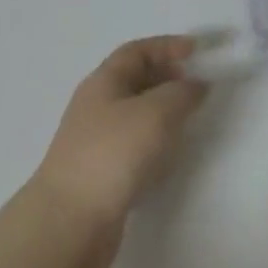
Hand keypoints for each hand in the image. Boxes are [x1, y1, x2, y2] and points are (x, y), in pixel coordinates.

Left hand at [31, 36, 206, 267]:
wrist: (70, 222)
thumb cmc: (113, 154)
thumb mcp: (156, 112)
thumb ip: (182, 93)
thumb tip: (197, 85)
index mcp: (104, 82)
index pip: (137, 51)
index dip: (167, 46)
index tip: (197, 51)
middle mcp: (97, 106)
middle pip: (135, 80)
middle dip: (168, 77)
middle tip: (197, 86)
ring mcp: (97, 141)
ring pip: (136, 114)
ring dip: (164, 111)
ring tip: (190, 120)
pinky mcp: (102, 172)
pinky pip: (134, 145)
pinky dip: (156, 142)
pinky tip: (170, 156)